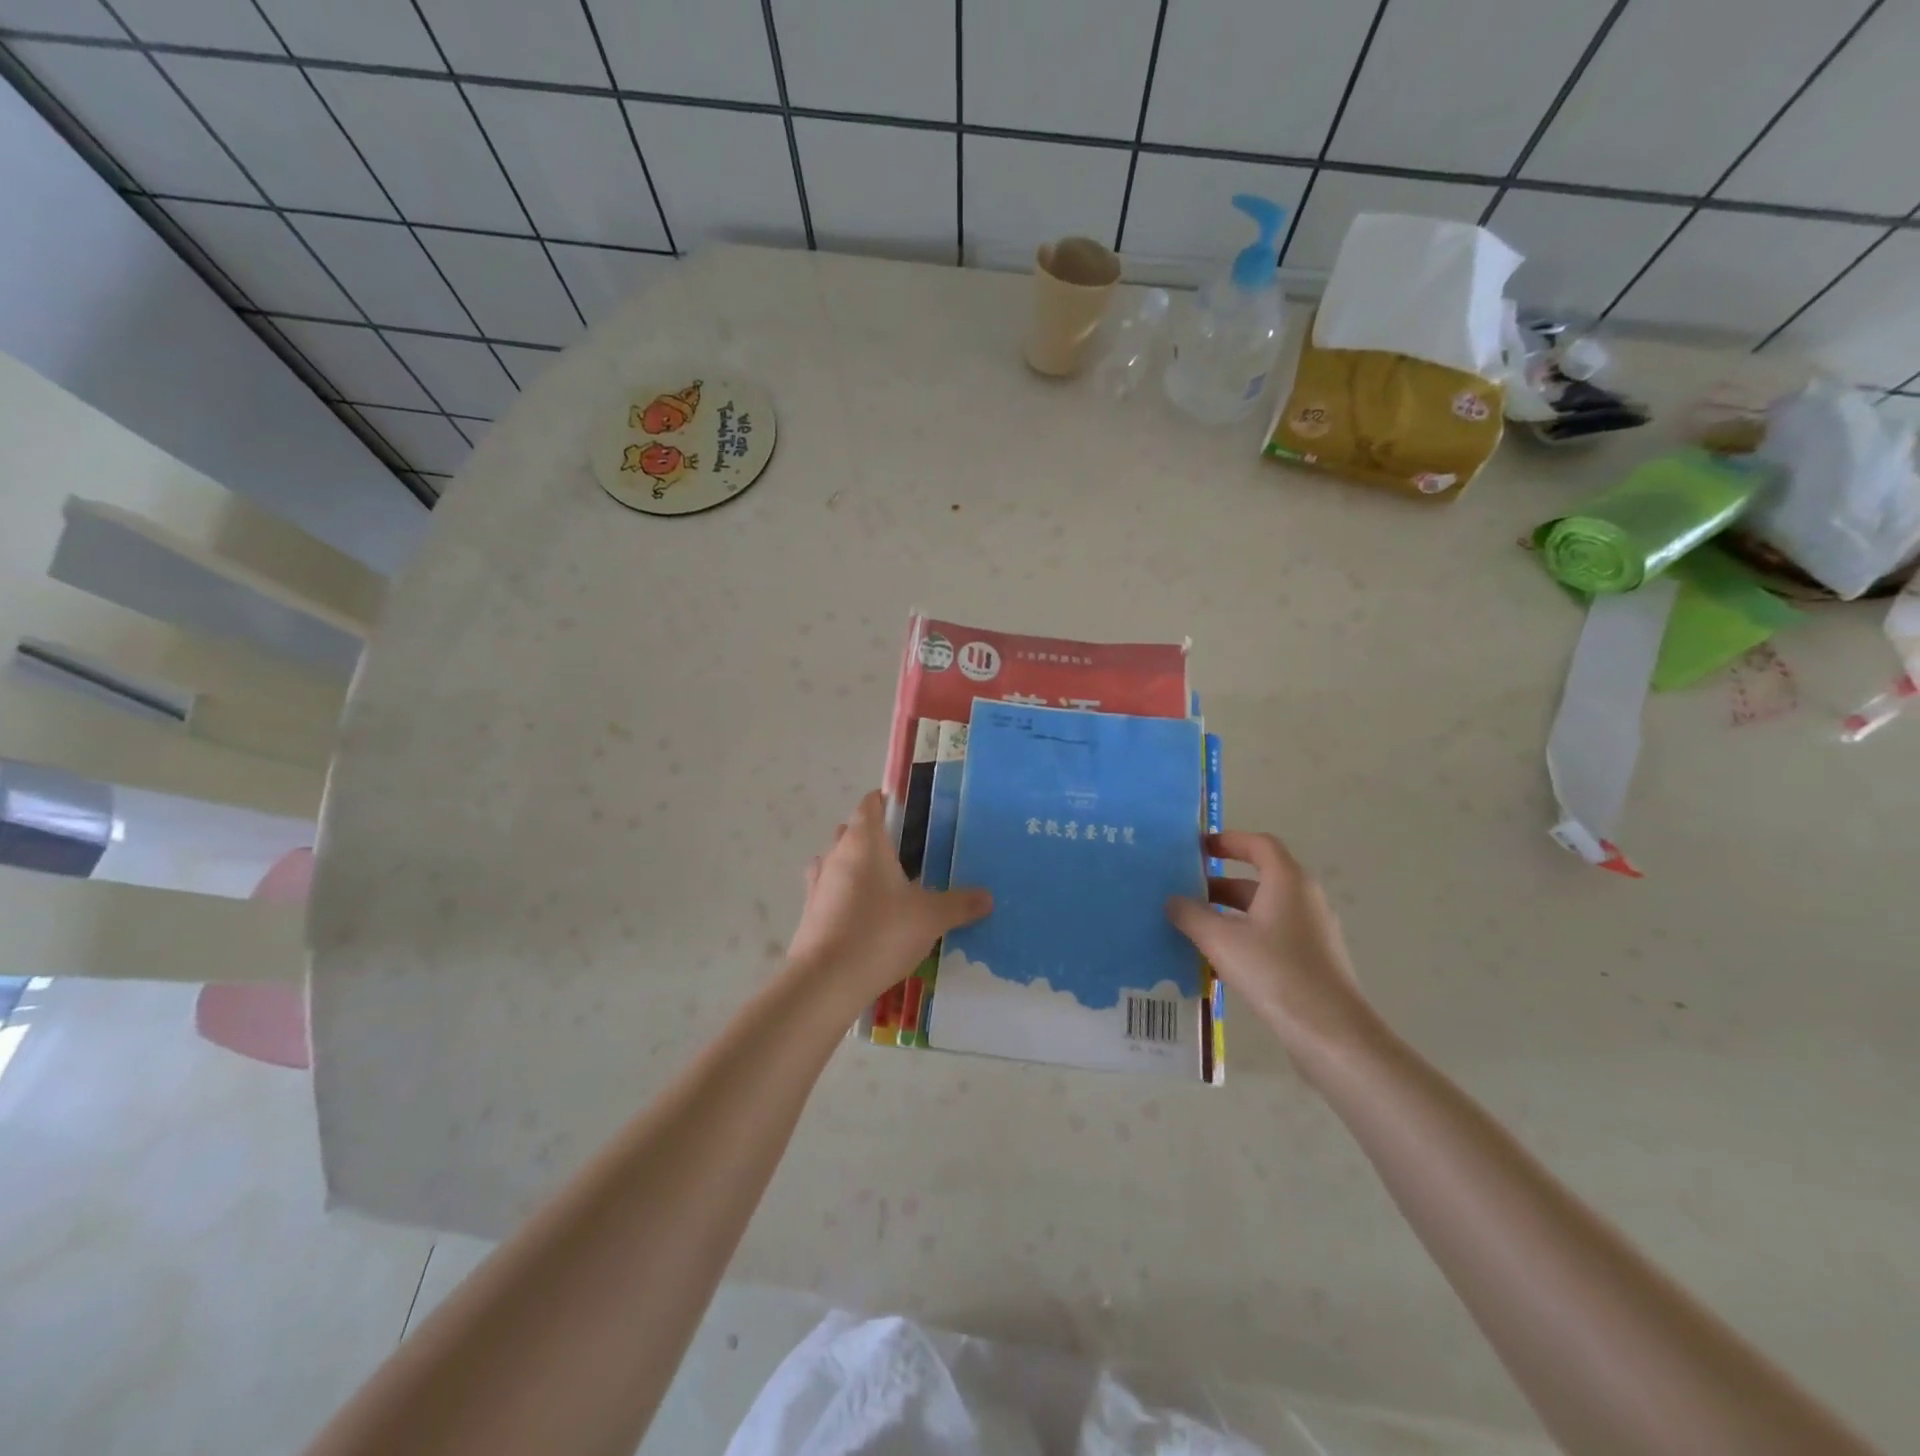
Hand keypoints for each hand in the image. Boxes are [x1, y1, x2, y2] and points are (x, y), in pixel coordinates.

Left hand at [786, 791, 991, 1008]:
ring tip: (887, 885)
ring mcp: (818, 883)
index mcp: (864, 840)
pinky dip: (844, 894)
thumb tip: (988, 897)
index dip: (889, 802)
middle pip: (853, 830)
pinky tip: (863, 913)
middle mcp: (837, 853)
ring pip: (838, 860)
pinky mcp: (809, 912)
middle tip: (908, 854)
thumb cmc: (880, 933)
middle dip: (876, 836)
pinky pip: (829, 891)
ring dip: (857, 865)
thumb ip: (959, 904)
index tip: (912, 814)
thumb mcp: (930, 918)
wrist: (826, 981)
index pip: (871, 803)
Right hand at [1166, 831, 1380, 1077]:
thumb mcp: (1221, 941)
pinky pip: (1273, 935)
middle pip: (1260, 878)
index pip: (1259, 844)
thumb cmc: (1276, 973)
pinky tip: (1219, 961)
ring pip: (1264, 909)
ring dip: (1230, 912)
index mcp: (1288, 881)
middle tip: (1185, 891)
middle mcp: (1304, 898)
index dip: (1229, 841)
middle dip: (1220, 882)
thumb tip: (1173, 900)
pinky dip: (1245, 936)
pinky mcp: (1313, 960)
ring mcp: (1312, 931)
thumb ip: (1191, 915)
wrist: (1332, 1034)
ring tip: (1195, 927)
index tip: (1198, 848)